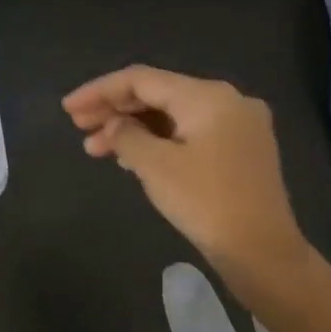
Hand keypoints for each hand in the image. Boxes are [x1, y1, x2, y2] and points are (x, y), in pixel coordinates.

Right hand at [63, 65, 308, 283]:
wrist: (262, 251)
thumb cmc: (205, 202)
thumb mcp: (154, 165)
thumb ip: (125, 135)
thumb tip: (114, 125)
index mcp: (207, 96)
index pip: (141, 79)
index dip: (99, 91)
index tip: (68, 108)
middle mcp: (227, 100)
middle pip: (157, 94)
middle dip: (114, 109)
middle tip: (78, 127)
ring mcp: (237, 126)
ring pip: (171, 115)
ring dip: (131, 128)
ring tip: (94, 149)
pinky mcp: (239, 150)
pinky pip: (187, 132)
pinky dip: (155, 140)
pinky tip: (129, 157)